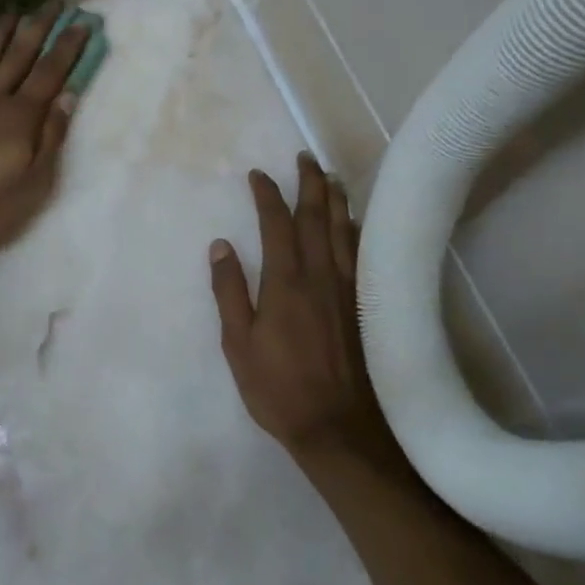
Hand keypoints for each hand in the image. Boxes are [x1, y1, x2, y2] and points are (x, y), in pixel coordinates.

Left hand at [0, 5, 89, 247]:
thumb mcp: (36, 182)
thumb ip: (52, 136)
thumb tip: (68, 96)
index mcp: (21, 116)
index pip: (51, 73)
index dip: (67, 47)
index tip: (81, 23)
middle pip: (19, 55)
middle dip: (38, 27)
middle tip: (52, 3)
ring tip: (12, 11)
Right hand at [210, 154, 398, 466]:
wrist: (337, 425)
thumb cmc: (278, 387)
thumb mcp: (238, 344)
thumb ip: (229, 291)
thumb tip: (221, 245)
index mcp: (285, 282)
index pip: (277, 224)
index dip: (268, 195)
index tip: (258, 174)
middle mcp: (320, 275)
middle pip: (317, 218)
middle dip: (310, 183)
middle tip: (305, 158)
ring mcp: (347, 289)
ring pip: (343, 231)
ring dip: (336, 200)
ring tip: (331, 177)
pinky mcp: (363, 305)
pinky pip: (359, 254)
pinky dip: (354, 230)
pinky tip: (352, 225)